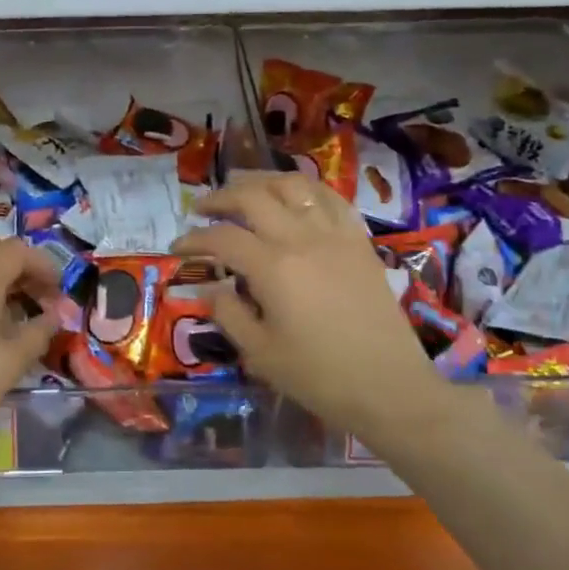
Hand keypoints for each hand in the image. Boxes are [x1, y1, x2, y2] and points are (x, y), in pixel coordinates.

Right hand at [174, 172, 448, 440]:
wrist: (390, 387)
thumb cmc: (320, 377)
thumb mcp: (260, 354)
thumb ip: (228, 314)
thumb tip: (209, 288)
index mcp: (273, 268)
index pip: (222, 238)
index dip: (194, 240)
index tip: (178, 249)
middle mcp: (302, 239)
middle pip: (253, 197)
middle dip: (220, 197)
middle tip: (203, 208)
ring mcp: (335, 234)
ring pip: (293, 185)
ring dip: (261, 181)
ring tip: (243, 189)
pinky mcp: (359, 240)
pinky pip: (330, 198)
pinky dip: (305, 189)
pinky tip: (294, 197)